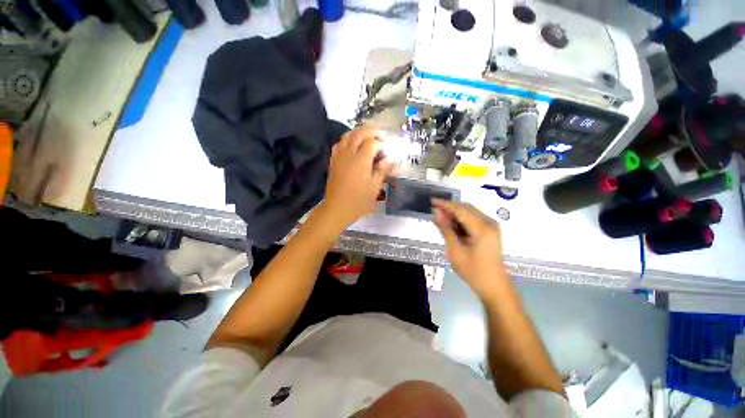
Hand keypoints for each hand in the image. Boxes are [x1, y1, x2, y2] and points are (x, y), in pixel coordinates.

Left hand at [320, 125, 396, 229]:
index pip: (372, 143)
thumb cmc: (359, 200)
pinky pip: (339, 144)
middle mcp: (349, 154)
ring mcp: (339, 156)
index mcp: (361, 160)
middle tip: (380, 135)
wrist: (337, 208)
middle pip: (359, 134)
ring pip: (347, 136)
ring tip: (367, 137)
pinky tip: (352, 145)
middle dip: (371, 131)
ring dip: (358, 133)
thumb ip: (383, 170)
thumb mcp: (375, 187)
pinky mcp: (333, 161)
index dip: (381, 144)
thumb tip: (392, 159)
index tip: (387, 150)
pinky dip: (347, 140)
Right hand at [432, 199, 506, 298]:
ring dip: (455, 214)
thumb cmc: (473, 271)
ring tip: (440, 219)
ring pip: (469, 212)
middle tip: (434, 211)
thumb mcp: (455, 251)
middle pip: (466, 208)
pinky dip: (461, 220)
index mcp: (482, 229)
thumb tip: (436, 213)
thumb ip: (446, 230)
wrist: (494, 286)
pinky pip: (473, 219)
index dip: (445, 204)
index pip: (460, 210)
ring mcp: (492, 227)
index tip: (432, 201)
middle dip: (449, 208)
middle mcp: (489, 223)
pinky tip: (452, 225)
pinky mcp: (490, 231)